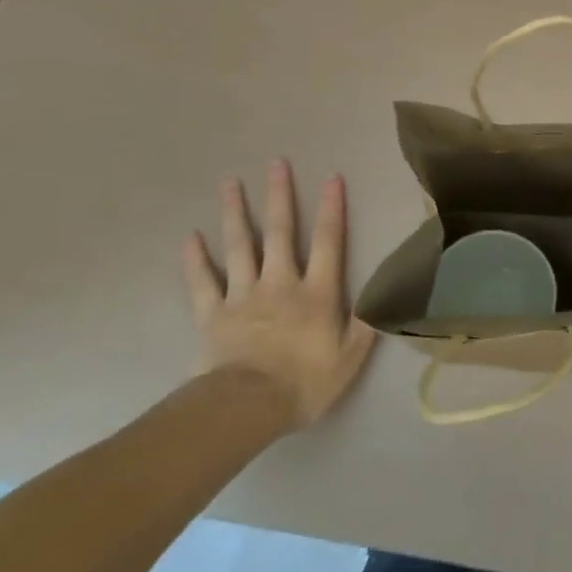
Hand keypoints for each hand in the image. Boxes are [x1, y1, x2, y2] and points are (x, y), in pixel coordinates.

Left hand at [184, 159, 375, 424]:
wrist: (246, 408)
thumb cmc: (305, 383)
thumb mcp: (350, 358)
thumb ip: (365, 322)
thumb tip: (382, 292)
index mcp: (317, 293)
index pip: (328, 242)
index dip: (332, 209)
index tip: (332, 177)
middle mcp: (280, 284)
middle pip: (280, 233)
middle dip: (280, 196)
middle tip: (276, 163)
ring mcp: (242, 296)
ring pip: (240, 247)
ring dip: (236, 213)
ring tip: (230, 182)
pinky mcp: (213, 315)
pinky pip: (203, 282)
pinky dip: (196, 259)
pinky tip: (190, 237)